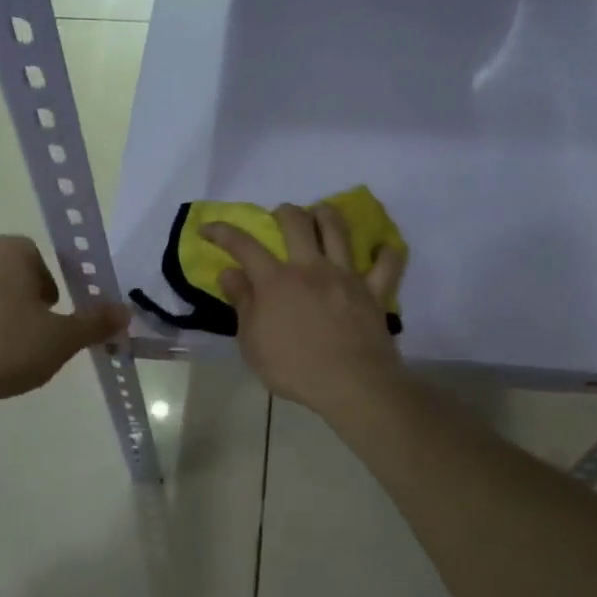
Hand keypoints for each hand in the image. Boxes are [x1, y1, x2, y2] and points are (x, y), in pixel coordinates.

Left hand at [0, 236, 128, 407]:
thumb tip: (124, 311)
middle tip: (24, 336)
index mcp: (7, 252)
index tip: (48, 318)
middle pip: (3, 270)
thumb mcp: (58, 341)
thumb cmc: (0, 348)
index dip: (46, 287)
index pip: (35, 257)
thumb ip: (93, 324)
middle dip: (16, 298)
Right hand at [203, 203, 406, 416]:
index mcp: (276, 281)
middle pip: (297, 222)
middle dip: (284, 212)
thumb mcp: (252, 343)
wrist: (351, 384)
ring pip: (338, 229)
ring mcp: (346, 275)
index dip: (222, 232)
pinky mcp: (374, 290)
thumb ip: (242, 303)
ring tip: (320, 215)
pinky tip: (381, 249)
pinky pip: (388, 263)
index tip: (208, 228)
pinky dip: (386, 252)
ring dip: (326, 215)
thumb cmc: (294, 368)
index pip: (243, 245)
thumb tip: (229, 273)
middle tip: (279, 218)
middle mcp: (310, 267)